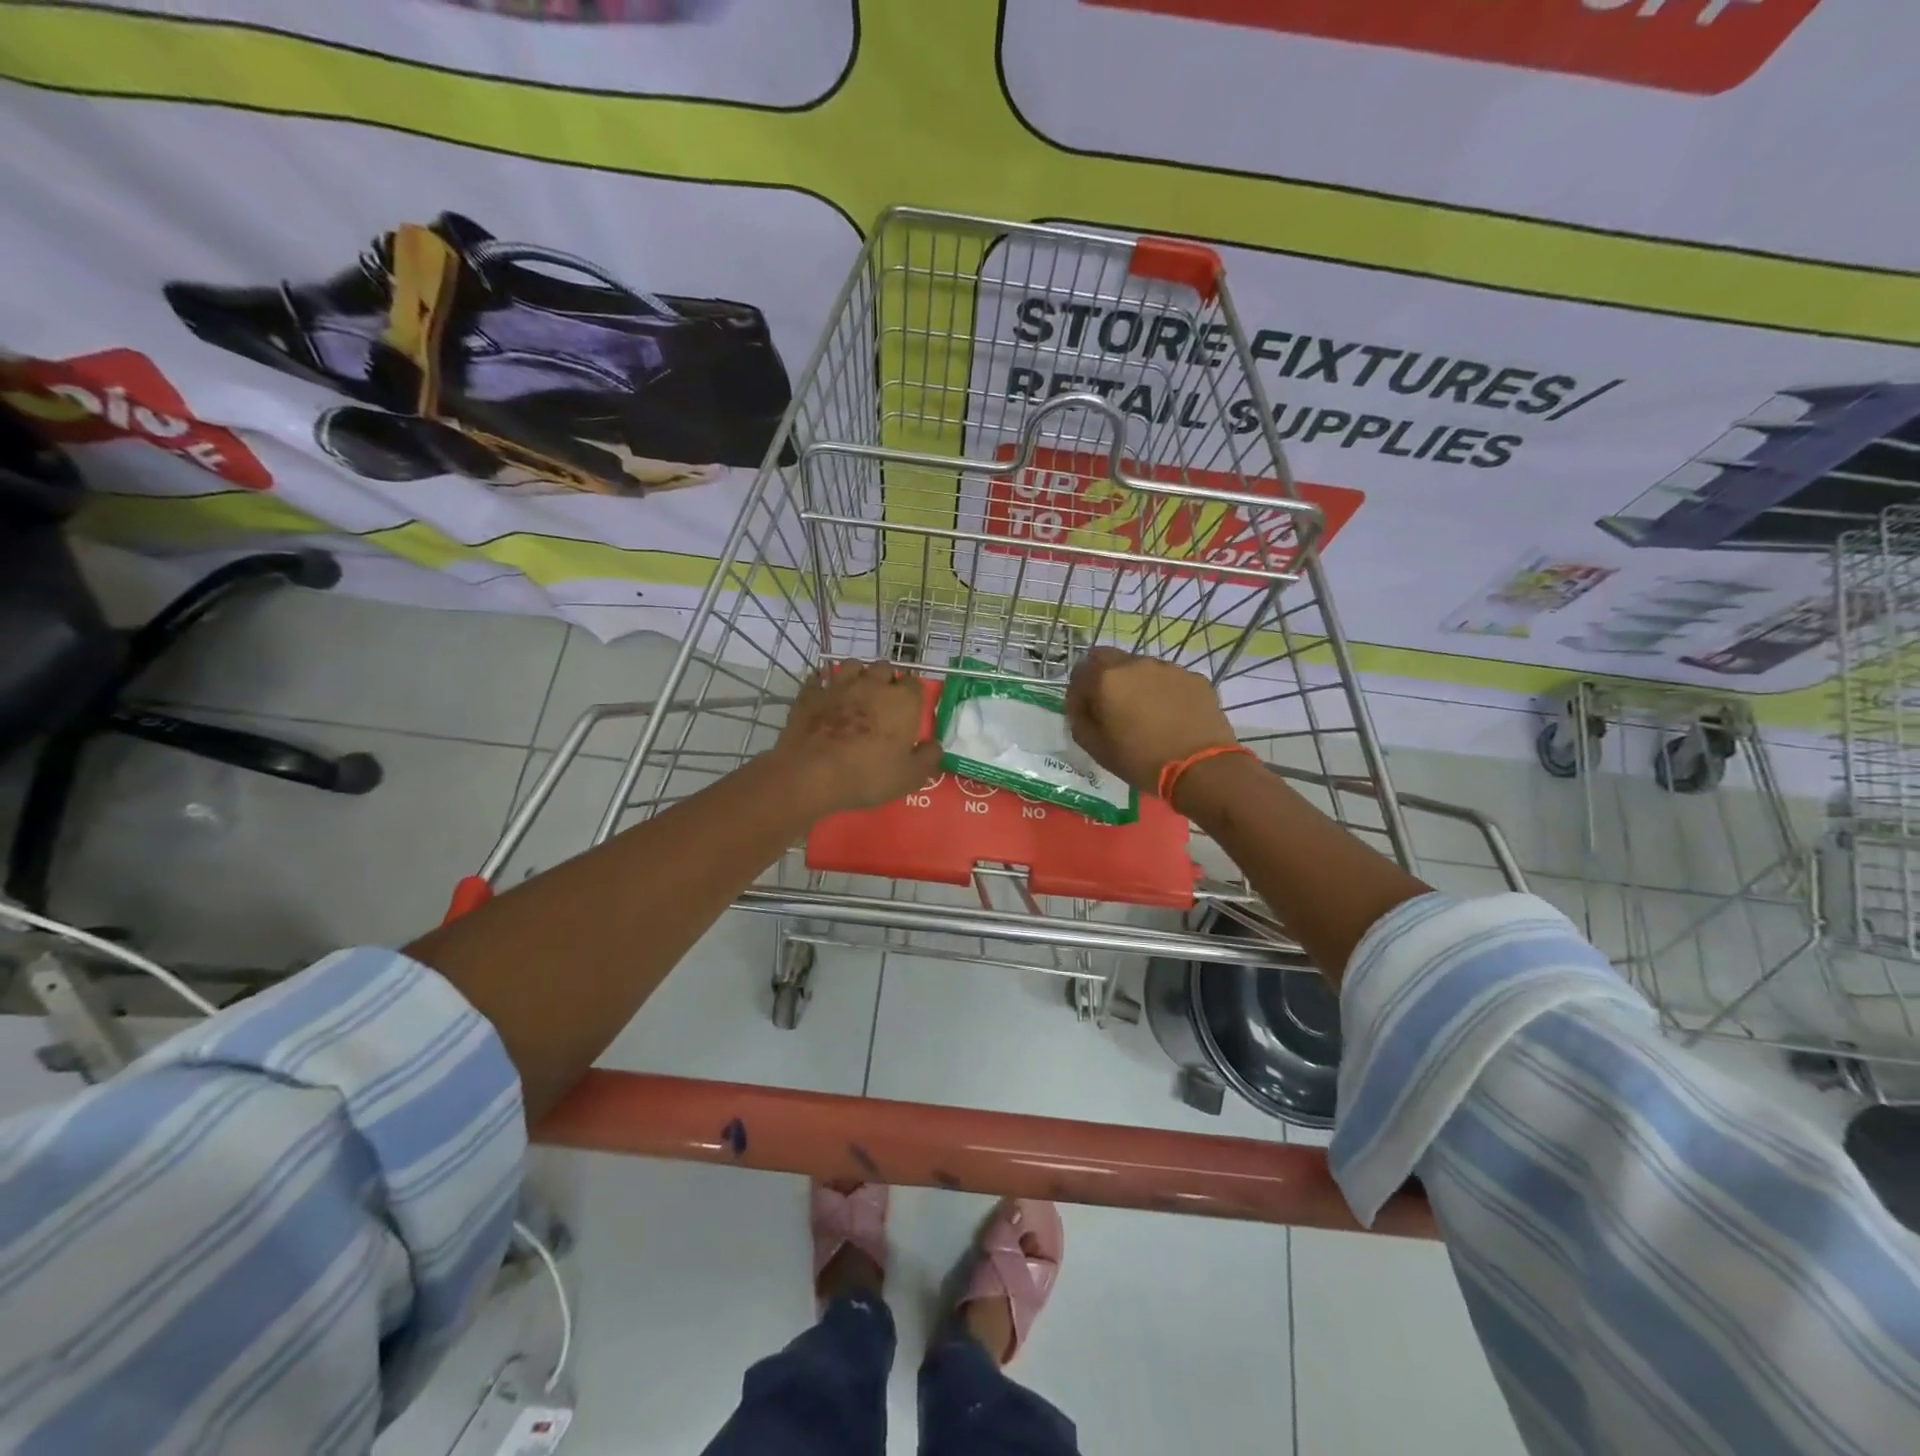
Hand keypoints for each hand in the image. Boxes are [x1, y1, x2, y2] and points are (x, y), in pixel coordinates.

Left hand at [774, 661, 941, 815]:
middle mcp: (873, 684)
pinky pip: (820, 679)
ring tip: (856, 692)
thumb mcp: (909, 777)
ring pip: (853, 665)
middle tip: (883, 701)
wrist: (812, 773)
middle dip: (886, 680)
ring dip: (858, 675)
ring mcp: (840, 685)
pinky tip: (825, 696)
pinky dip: (824, 684)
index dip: (913, 695)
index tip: (909, 710)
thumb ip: (928, 758)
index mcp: (902, 701)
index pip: (915, 684)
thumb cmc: (868, 775)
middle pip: (885, 668)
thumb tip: (935, 746)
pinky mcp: (812, 693)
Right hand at [1065, 647, 1237, 795]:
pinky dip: (1163, 691)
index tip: (1085, 712)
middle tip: (1111, 706)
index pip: (1080, 672)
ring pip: (1141, 667)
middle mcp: (1136, 664)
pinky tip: (1171, 716)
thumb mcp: (1095, 748)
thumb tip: (1081, 705)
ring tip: (1145, 713)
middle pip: (1109, 658)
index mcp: (1107, 679)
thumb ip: (1079, 719)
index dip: (1078, 692)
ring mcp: (1169, 668)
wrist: (1200, 768)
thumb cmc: (1140, 760)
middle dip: (1103, 678)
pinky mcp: (1194, 678)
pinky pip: (1169, 679)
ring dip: (1135, 683)